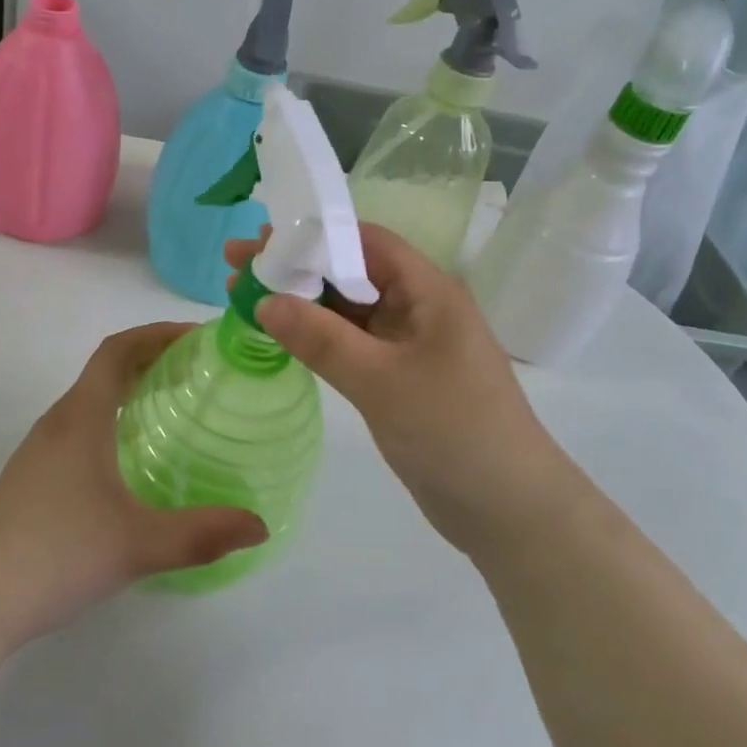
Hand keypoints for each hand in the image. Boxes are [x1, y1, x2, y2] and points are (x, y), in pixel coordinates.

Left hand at [0, 323, 267, 649]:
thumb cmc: (57, 554)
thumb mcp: (138, 545)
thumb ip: (202, 533)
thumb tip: (260, 526)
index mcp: (82, 417)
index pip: (117, 350)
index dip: (156, 333)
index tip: (197, 336)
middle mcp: (59, 421)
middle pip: (106, 368)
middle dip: (152, 357)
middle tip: (199, 369)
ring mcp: (41, 448)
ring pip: (91, 397)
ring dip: (131, 386)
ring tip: (173, 404)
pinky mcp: (33, 475)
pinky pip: (81, 424)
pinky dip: (113, 416)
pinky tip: (132, 454)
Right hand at [226, 225, 563, 555]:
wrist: (509, 511)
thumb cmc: (453, 432)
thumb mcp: (381, 381)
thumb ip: (321, 339)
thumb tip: (264, 300)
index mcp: (428, 291)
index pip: (364, 241)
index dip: (312, 235)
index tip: (260, 241)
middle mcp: (418, 307)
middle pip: (350, 271)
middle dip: (297, 267)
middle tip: (236, 266)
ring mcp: (409, 344)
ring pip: (347, 309)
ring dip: (302, 302)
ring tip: (245, 296)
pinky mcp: (399, 377)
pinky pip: (352, 343)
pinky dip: (316, 336)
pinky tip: (280, 335)